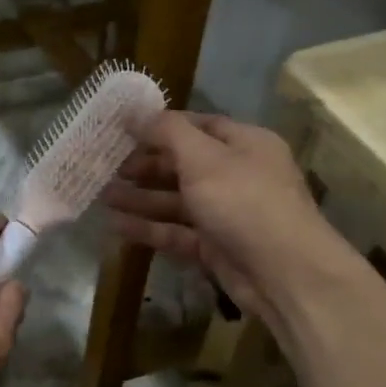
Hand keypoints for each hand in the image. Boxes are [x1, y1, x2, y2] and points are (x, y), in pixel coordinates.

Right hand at [102, 112, 371, 325]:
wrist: (284, 274)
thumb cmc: (244, 202)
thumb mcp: (203, 158)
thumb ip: (167, 133)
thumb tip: (135, 112)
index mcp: (244, 144)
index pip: (197, 125)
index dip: (159, 126)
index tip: (121, 129)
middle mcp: (236, 174)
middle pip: (183, 164)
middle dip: (144, 165)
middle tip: (105, 166)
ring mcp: (226, 213)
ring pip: (176, 201)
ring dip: (140, 198)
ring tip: (101, 195)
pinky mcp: (215, 247)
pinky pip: (176, 232)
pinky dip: (148, 228)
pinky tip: (115, 226)